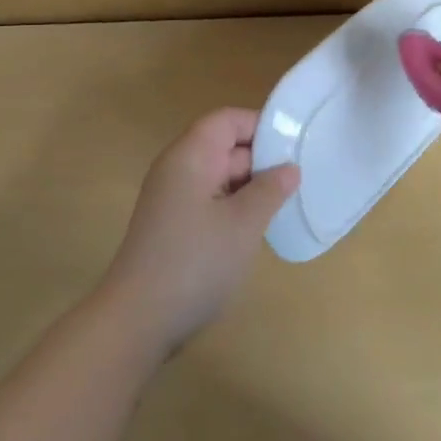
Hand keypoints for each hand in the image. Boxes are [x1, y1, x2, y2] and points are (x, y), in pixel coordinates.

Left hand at [100, 108, 299, 355]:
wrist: (137, 320)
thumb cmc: (195, 263)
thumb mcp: (243, 224)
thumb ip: (270, 190)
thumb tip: (290, 167)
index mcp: (190, 155)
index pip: (227, 120)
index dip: (261, 126)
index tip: (296, 145)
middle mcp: (177, 167)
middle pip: (224, 145)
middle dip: (261, 159)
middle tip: (303, 178)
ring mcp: (172, 197)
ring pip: (219, 175)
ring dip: (250, 186)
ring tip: (288, 202)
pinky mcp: (172, 224)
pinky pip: (210, 199)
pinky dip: (234, 205)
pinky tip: (258, 227)